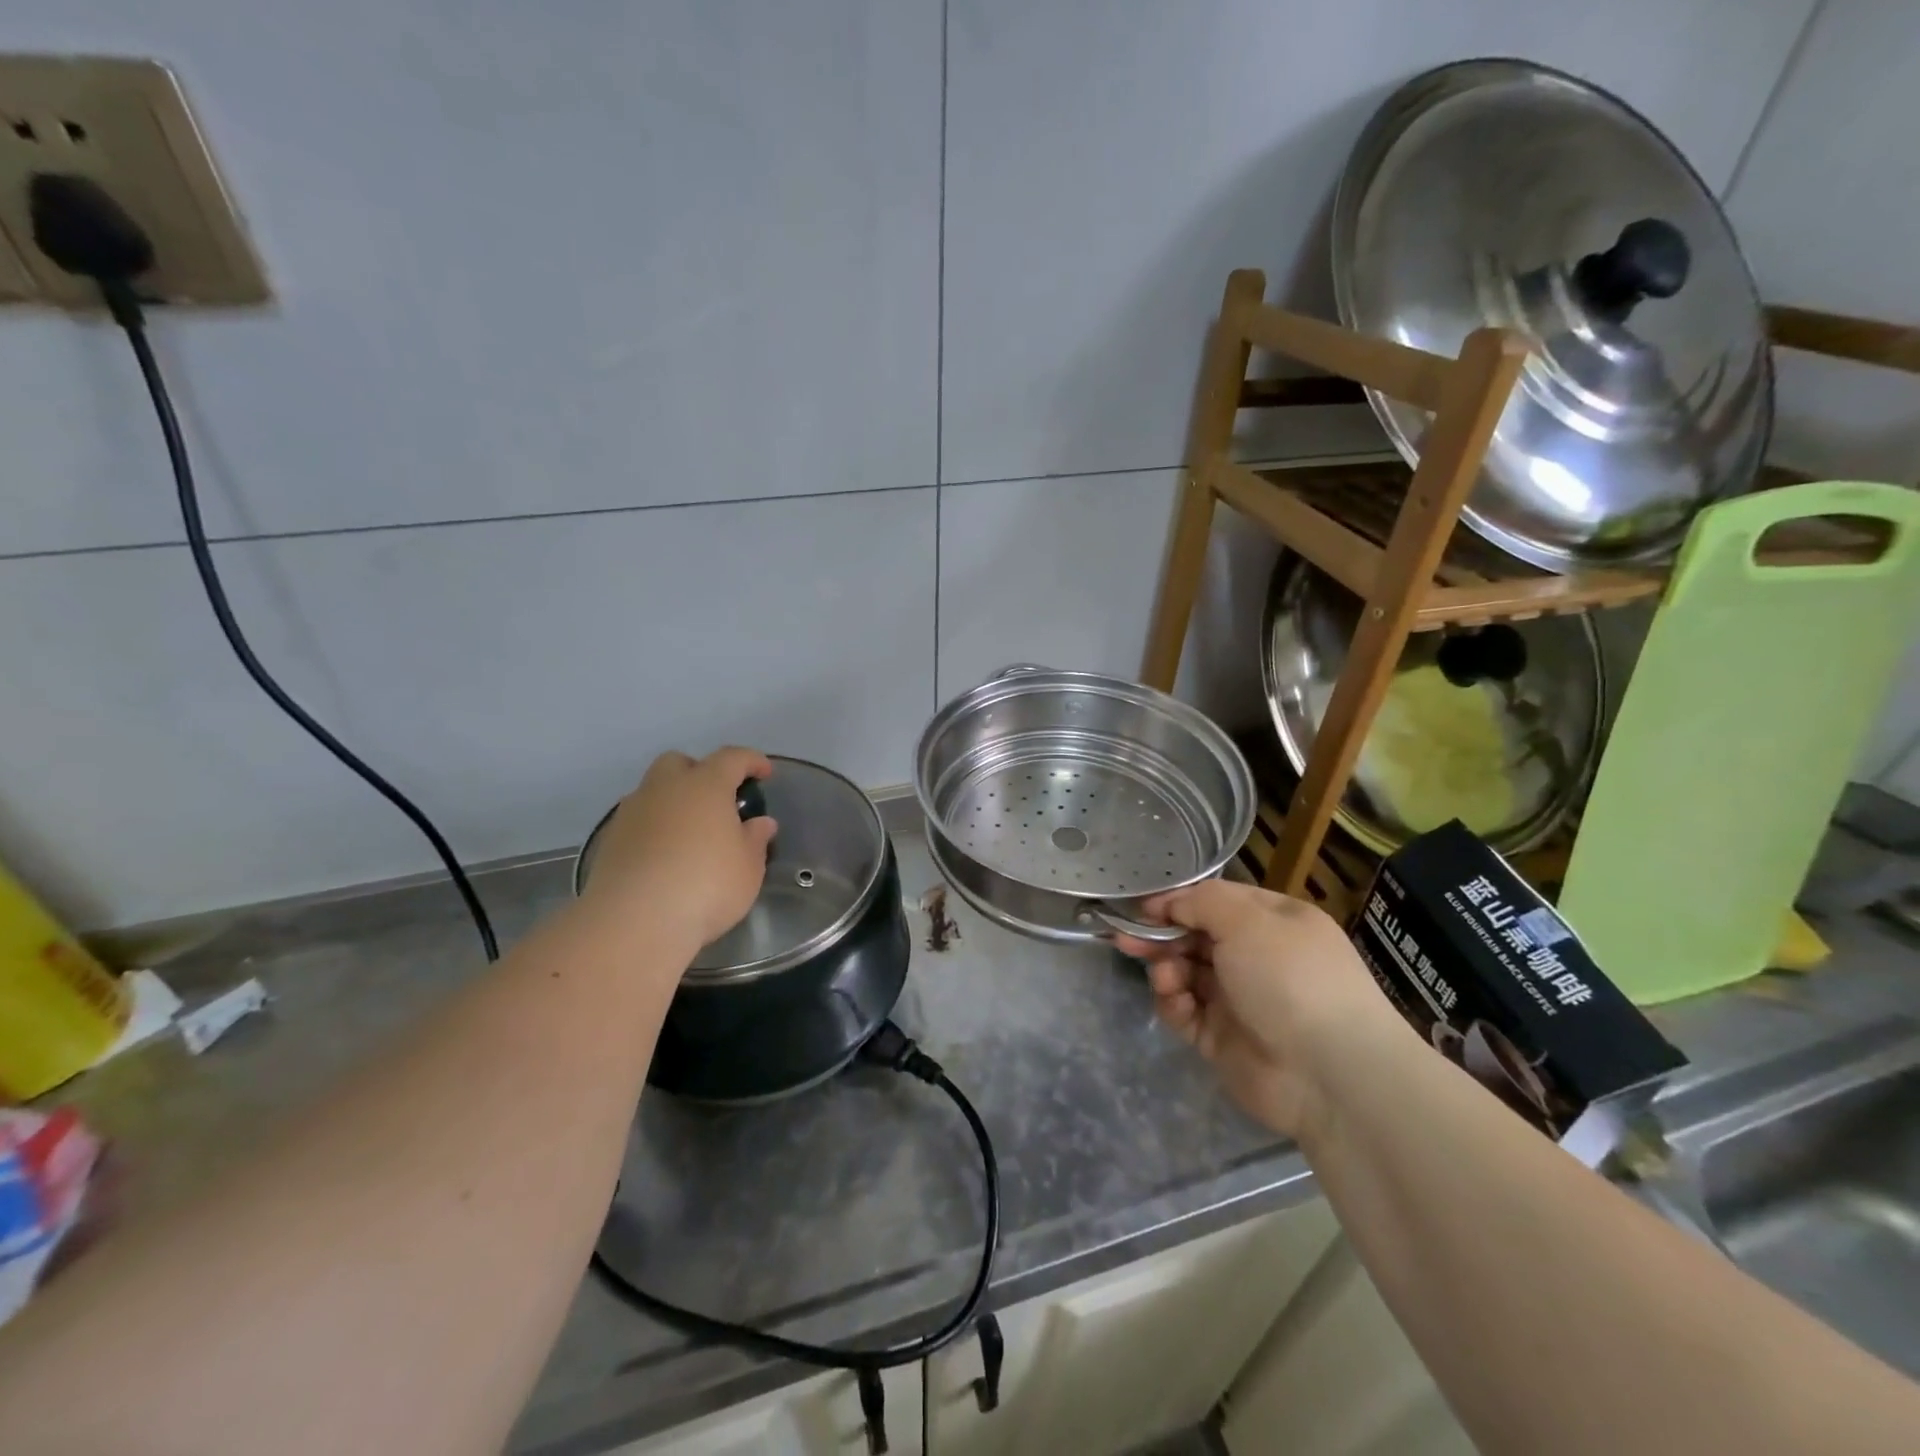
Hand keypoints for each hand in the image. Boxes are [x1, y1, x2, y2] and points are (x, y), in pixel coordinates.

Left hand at [581, 747, 777, 948]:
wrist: (634, 922)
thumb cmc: (706, 886)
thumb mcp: (748, 867)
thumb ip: (755, 839)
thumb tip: (760, 822)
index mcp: (705, 785)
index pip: (732, 758)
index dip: (751, 761)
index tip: (764, 773)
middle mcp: (665, 789)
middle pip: (680, 763)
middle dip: (699, 772)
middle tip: (717, 800)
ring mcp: (631, 813)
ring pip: (653, 791)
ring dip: (673, 802)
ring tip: (691, 834)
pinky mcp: (609, 841)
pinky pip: (638, 821)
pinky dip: (654, 829)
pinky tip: (665, 857)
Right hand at [1113, 880, 1409, 1140]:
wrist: (1328, 1073)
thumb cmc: (1291, 978)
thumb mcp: (1247, 920)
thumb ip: (1200, 902)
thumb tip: (1167, 903)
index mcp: (1274, 923)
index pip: (1217, 901)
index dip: (1179, 901)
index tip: (1144, 907)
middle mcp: (1257, 957)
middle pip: (1196, 937)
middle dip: (1161, 935)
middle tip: (1126, 939)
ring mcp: (1239, 1000)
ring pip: (1186, 973)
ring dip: (1167, 969)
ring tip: (1165, 978)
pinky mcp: (1222, 1038)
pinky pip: (1185, 1011)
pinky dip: (1174, 1003)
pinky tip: (1174, 1000)